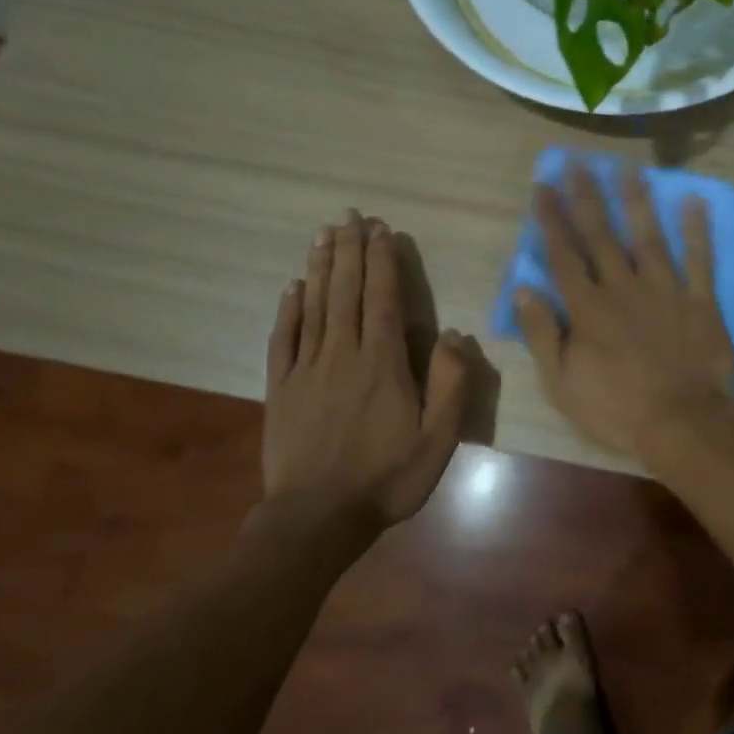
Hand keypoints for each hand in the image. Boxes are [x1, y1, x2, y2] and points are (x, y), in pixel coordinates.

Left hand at [263, 212, 469, 526]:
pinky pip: (284, 338)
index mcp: (383, 364)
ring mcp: (307, 369)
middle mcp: (343, 354)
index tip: (381, 230)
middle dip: (350, 251)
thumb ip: (450, 385)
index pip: (383, 300)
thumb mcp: (438, 440)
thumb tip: (452, 335)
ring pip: (315, 306)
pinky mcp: (281, 388)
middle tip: (349, 216)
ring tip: (324, 234)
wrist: (317, 518)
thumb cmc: (387, 478)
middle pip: (346, 292)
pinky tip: (293, 287)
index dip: (383, 262)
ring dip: (321, 267)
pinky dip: (289, 309)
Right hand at [514, 163, 733, 459]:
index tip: (542, 187)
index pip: (563, 256)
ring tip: (628, 170)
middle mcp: (623, 288)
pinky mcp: (699, 302)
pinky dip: (697, 231)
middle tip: (578, 164)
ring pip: (648, 238)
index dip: (551, 220)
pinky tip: (693, 202)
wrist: (682, 423)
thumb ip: (542, 334)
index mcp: (588, 309)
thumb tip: (523, 290)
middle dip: (587, 198)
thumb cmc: (615, 409)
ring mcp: (665, 291)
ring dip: (636, 202)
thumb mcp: (562, 382)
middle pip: (602, 236)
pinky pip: (699, 260)